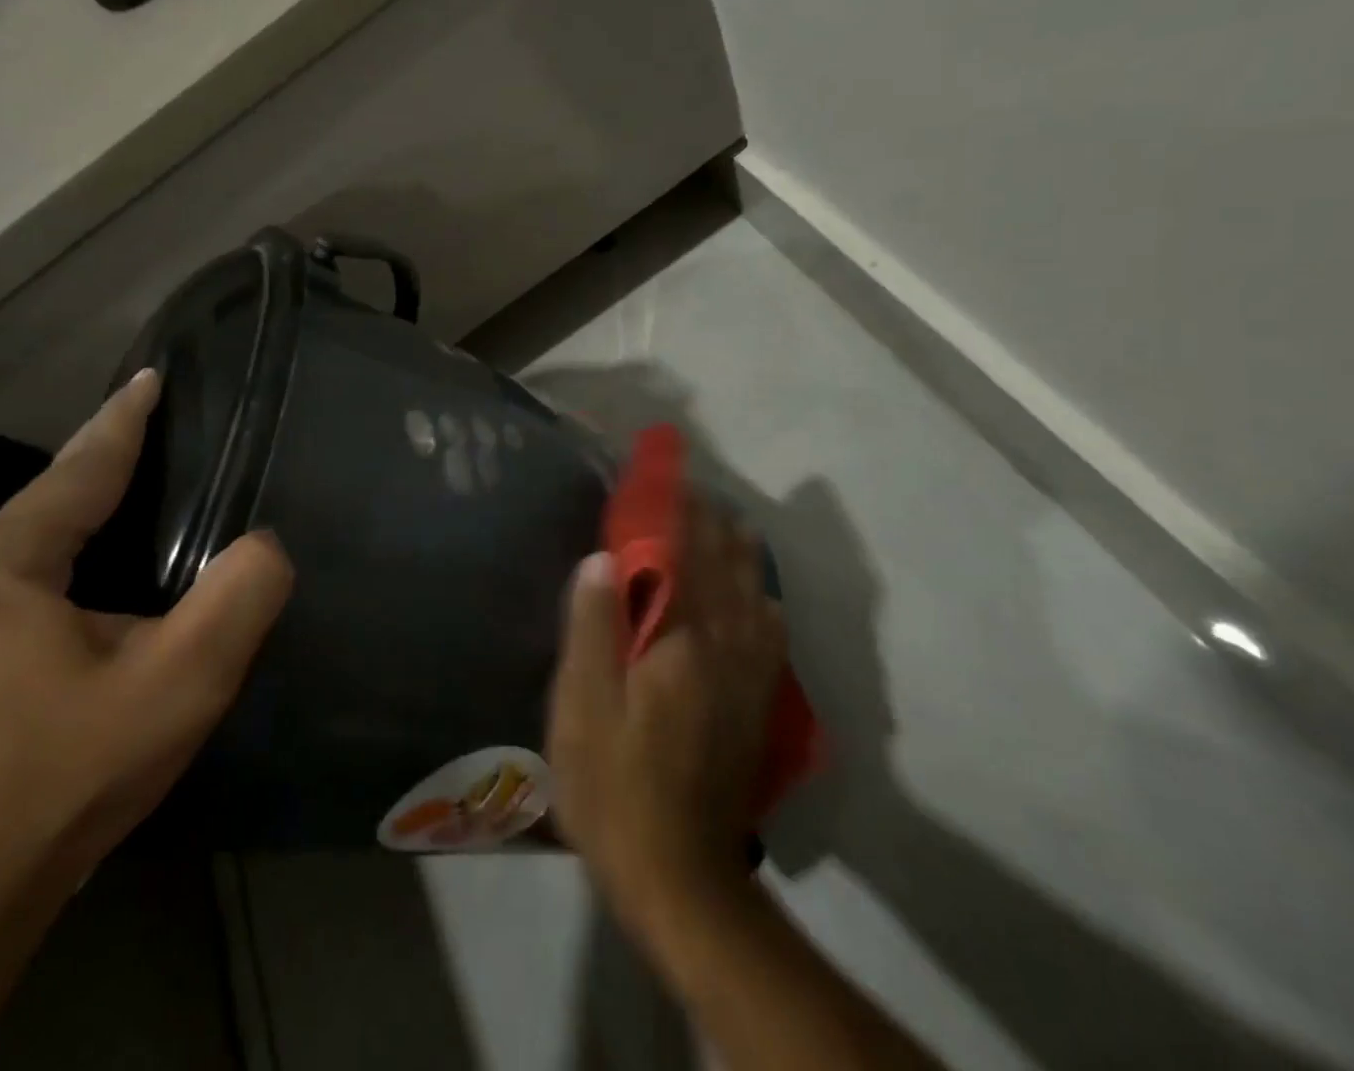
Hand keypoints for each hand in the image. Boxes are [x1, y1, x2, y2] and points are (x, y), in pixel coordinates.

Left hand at [0, 369, 293, 895]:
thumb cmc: (76, 771)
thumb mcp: (183, 681)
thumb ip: (238, 596)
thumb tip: (267, 543)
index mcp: (2, 565)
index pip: (79, 469)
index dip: (124, 420)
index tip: (152, 376)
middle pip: (50, 495)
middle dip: (106, 457)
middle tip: (159, 424)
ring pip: (33, 535)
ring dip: (86, 502)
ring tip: (138, 478)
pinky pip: (20, 570)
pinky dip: (66, 545)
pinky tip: (96, 558)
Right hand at [548, 492, 785, 924]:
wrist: (679, 877)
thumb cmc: (615, 787)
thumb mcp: (583, 708)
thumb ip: (593, 628)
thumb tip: (603, 558)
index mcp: (680, 641)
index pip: (682, 557)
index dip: (676, 513)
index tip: (670, 477)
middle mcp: (724, 649)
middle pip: (724, 570)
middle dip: (711, 525)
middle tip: (697, 492)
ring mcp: (748, 681)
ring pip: (753, 599)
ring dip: (742, 557)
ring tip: (734, 525)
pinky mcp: (756, 711)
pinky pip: (770, 641)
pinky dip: (765, 606)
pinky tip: (763, 601)